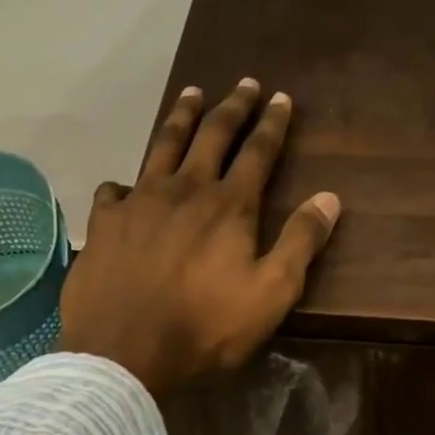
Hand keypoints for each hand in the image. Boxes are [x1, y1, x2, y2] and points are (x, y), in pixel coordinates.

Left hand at [57, 78, 342, 396]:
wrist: (126, 351)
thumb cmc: (207, 328)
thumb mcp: (271, 294)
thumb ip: (301, 243)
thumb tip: (329, 198)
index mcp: (229, 206)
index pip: (258, 152)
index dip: (272, 124)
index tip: (282, 97)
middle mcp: (184, 190)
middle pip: (211, 135)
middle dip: (232, 107)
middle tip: (244, 83)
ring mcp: (139, 202)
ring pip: (163, 146)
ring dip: (181, 118)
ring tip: (191, 93)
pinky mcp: (105, 223)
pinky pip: (115, 190)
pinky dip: (126, 183)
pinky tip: (126, 187)